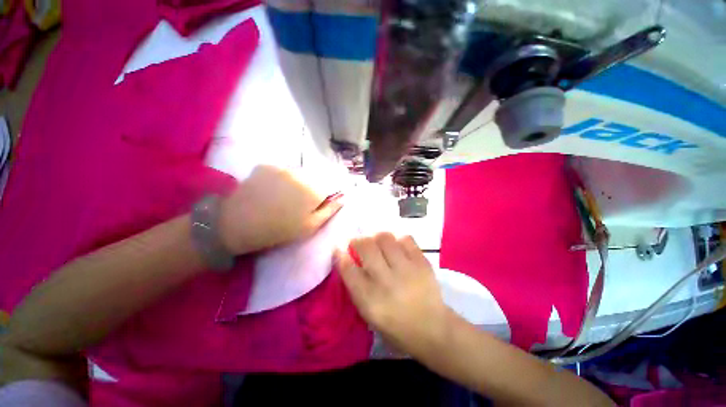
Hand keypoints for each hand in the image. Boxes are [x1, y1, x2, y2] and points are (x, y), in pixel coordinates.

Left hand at [219, 165, 341, 254]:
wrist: (237, 224)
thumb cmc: (279, 230)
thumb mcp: (310, 226)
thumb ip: (330, 210)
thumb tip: (343, 197)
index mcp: (314, 190)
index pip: (331, 185)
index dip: (326, 195)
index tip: (317, 204)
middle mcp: (301, 174)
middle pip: (314, 178)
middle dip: (311, 188)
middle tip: (298, 203)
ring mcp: (281, 167)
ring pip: (298, 173)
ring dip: (296, 182)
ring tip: (283, 197)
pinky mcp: (266, 165)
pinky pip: (281, 171)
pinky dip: (281, 178)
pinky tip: (271, 190)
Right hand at [335, 233, 449, 356]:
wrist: (432, 329)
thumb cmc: (395, 325)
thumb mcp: (368, 313)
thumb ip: (356, 286)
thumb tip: (346, 259)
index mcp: (369, 299)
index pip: (348, 269)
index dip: (340, 254)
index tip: (339, 248)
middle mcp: (386, 281)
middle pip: (366, 247)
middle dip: (358, 241)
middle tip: (359, 244)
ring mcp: (406, 269)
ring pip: (384, 238)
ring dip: (377, 237)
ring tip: (378, 244)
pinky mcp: (422, 262)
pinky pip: (405, 239)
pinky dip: (397, 240)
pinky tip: (397, 247)